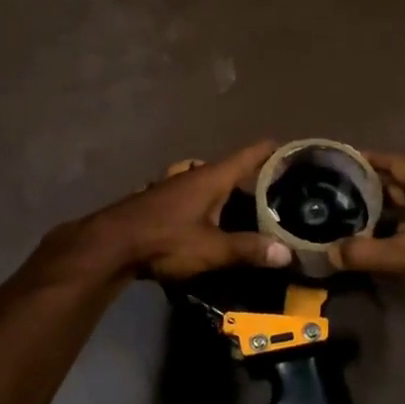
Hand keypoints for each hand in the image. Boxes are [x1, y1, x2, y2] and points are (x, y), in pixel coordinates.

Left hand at [63, 140, 292, 280]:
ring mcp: (173, 186)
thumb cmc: (165, 239)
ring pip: (208, 181)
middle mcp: (194, 174)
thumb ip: (248, 249)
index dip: (272, 150)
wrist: (110, 245)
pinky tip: (209, 221)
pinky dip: (206, 202)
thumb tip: (287, 253)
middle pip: (230, 169)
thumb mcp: (212, 249)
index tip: (294, 150)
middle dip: (252, 177)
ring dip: (226, 191)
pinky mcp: (159, 201)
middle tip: (277, 190)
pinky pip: (192, 195)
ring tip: (244, 208)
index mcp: (212, 177)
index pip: (250, 154)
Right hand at [326, 151, 404, 310]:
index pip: (394, 161)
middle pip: (398, 183)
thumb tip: (329, 253)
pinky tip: (372, 242)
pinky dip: (392, 229)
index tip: (339, 161)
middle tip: (334, 191)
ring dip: (380, 210)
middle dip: (368, 186)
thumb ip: (365, 253)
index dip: (367, 159)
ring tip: (345, 215)